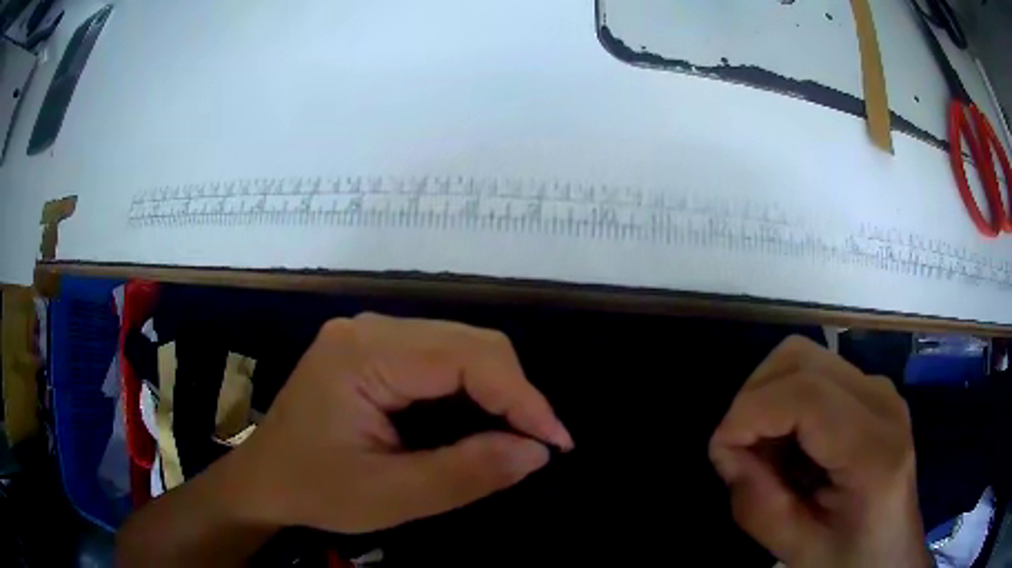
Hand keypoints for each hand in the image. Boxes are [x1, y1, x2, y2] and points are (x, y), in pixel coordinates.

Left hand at [232, 313, 572, 533]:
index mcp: (363, 354)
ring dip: (497, 390)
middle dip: (513, 392)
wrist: (264, 480)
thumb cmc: (315, 490)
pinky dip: (472, 388)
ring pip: (459, 346)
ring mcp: (369, 334)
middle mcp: (368, 329)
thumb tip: (535, 451)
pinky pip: (440, 357)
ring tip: (515, 434)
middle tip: (537, 443)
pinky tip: (479, 420)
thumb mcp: (390, 497)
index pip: (465, 357)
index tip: (556, 442)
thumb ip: (464, 474)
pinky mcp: (372, 349)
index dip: (521, 397)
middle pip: (467, 342)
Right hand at [709, 336, 929, 567]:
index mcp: (874, 450)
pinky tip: (789, 444)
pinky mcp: (872, 390)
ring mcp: (879, 389)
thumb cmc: (850, 559)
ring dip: (767, 396)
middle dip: (753, 399)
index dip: (749, 413)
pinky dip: (785, 399)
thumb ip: (756, 503)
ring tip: (765, 449)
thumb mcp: (797, 549)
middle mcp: (882, 401)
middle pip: (800, 359)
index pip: (805, 395)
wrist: (892, 550)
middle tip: (740, 453)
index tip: (720, 452)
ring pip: (804, 356)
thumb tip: (727, 451)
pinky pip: (816, 371)